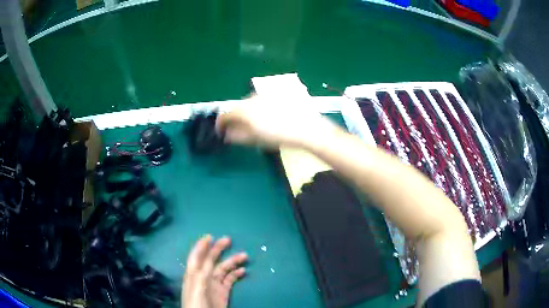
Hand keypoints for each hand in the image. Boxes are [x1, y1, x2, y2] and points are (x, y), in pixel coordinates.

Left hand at [182, 235, 247, 307]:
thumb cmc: (196, 304)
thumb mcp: (196, 288)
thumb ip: (201, 275)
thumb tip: (207, 262)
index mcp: (194, 275)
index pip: (196, 257)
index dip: (201, 246)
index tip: (209, 236)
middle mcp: (203, 277)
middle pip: (211, 260)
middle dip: (218, 249)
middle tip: (228, 240)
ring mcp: (214, 285)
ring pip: (223, 269)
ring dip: (232, 261)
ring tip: (244, 256)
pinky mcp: (223, 292)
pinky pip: (230, 280)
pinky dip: (236, 274)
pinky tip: (243, 270)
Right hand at [215, 97, 340, 148]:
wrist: (306, 127)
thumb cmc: (278, 135)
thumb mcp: (255, 139)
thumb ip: (237, 136)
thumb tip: (227, 135)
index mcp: (244, 109)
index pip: (225, 115)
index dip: (220, 124)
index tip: (221, 131)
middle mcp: (252, 98)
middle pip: (237, 107)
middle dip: (235, 118)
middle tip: (239, 131)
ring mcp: (265, 94)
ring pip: (249, 103)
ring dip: (247, 113)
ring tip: (256, 125)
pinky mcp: (276, 94)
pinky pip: (261, 100)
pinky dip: (259, 108)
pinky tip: (269, 117)